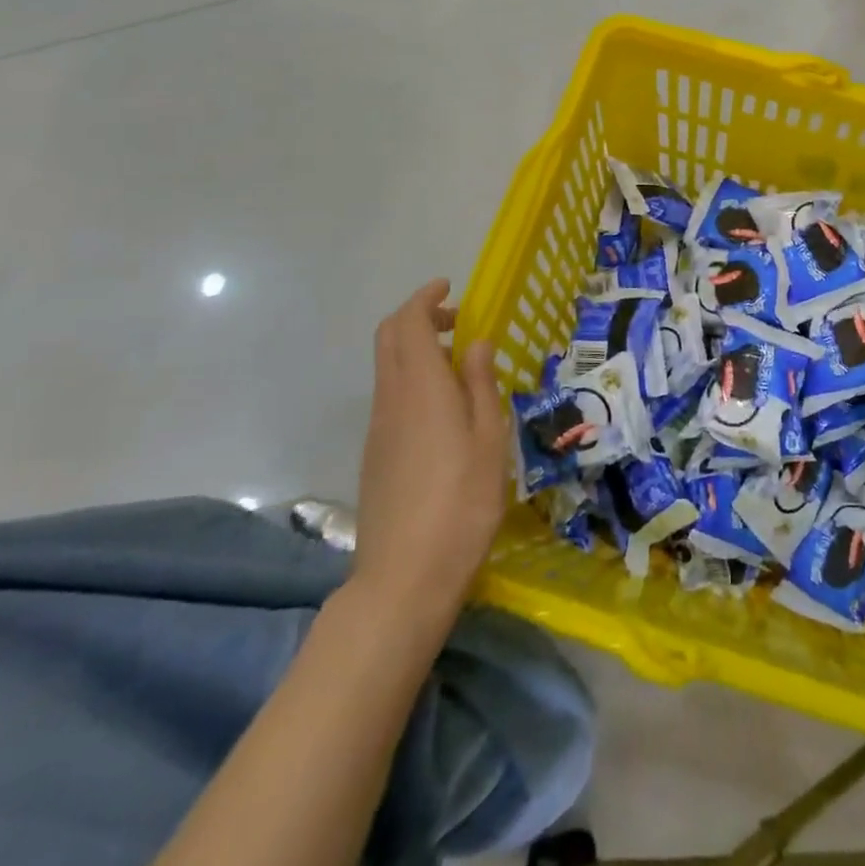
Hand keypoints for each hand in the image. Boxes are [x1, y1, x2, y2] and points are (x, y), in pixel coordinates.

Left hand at [353, 280, 506, 624]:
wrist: (404, 577)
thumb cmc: (461, 501)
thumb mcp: (489, 438)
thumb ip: (480, 384)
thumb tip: (475, 342)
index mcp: (420, 386)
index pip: (409, 321)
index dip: (425, 298)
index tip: (449, 288)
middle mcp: (391, 397)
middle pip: (389, 337)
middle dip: (418, 316)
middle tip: (456, 320)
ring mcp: (378, 427)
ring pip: (387, 366)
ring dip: (415, 348)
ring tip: (459, 363)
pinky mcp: (375, 453)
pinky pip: (390, 395)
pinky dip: (411, 378)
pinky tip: (443, 407)